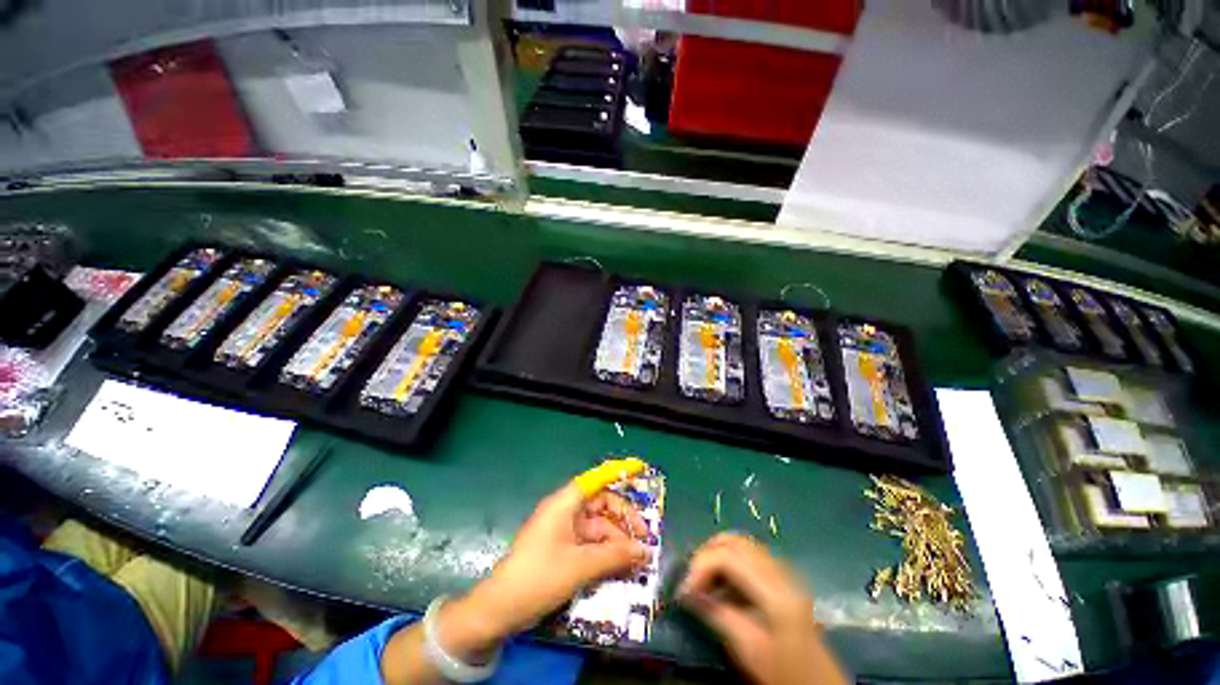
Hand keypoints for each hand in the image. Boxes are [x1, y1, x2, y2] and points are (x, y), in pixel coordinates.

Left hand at [433, 482, 649, 655]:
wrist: (499, 610)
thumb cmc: (539, 578)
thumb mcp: (580, 566)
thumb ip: (614, 556)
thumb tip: (645, 552)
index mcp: (564, 504)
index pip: (595, 479)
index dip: (617, 473)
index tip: (639, 472)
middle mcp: (565, 512)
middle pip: (601, 506)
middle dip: (623, 520)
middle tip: (645, 540)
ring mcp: (563, 531)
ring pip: (598, 528)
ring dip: (617, 541)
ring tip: (638, 561)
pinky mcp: (562, 549)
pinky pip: (590, 544)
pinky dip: (605, 553)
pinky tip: (621, 567)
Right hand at [678, 534, 845, 684]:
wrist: (818, 684)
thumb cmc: (784, 671)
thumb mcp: (749, 649)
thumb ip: (718, 615)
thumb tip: (687, 593)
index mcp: (775, 590)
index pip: (728, 556)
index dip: (700, 566)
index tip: (684, 591)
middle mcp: (780, 570)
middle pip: (734, 541)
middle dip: (706, 555)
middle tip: (691, 580)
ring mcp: (783, 570)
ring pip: (740, 543)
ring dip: (716, 555)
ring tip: (702, 581)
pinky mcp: (781, 576)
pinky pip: (748, 555)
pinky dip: (728, 561)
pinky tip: (721, 584)